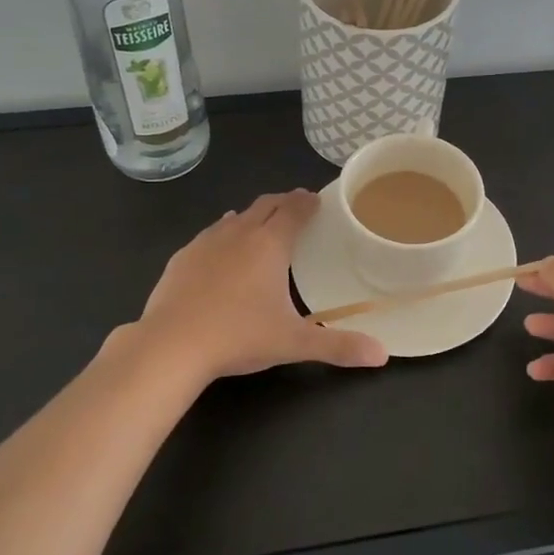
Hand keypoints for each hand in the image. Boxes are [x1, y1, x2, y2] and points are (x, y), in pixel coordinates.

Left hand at [135, 191, 388, 384]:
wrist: (171, 345)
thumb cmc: (239, 337)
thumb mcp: (293, 343)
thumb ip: (338, 346)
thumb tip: (382, 354)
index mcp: (269, 245)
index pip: (293, 210)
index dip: (307, 202)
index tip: (317, 199)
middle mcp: (239, 233)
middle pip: (265, 205)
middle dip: (283, 202)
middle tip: (296, 206)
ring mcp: (206, 242)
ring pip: (236, 217)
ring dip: (253, 215)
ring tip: (262, 223)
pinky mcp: (182, 257)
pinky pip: (209, 234)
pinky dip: (224, 233)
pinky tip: (221, 246)